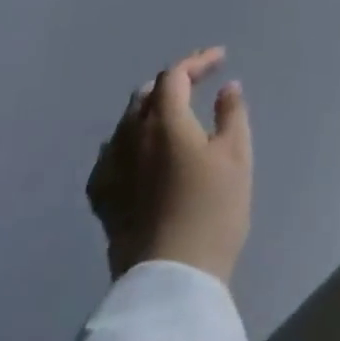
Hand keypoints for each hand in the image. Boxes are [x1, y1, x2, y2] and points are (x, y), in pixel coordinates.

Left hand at [86, 47, 252, 284]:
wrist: (171, 281)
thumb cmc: (212, 210)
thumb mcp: (236, 156)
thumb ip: (232, 114)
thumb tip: (226, 87)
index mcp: (165, 121)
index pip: (175, 76)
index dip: (197, 61)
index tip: (221, 58)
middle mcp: (131, 138)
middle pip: (146, 96)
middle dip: (172, 83)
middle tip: (197, 82)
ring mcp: (112, 171)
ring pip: (125, 125)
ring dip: (149, 110)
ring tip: (170, 114)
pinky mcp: (103, 202)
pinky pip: (110, 157)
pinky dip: (127, 142)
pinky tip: (135, 153)